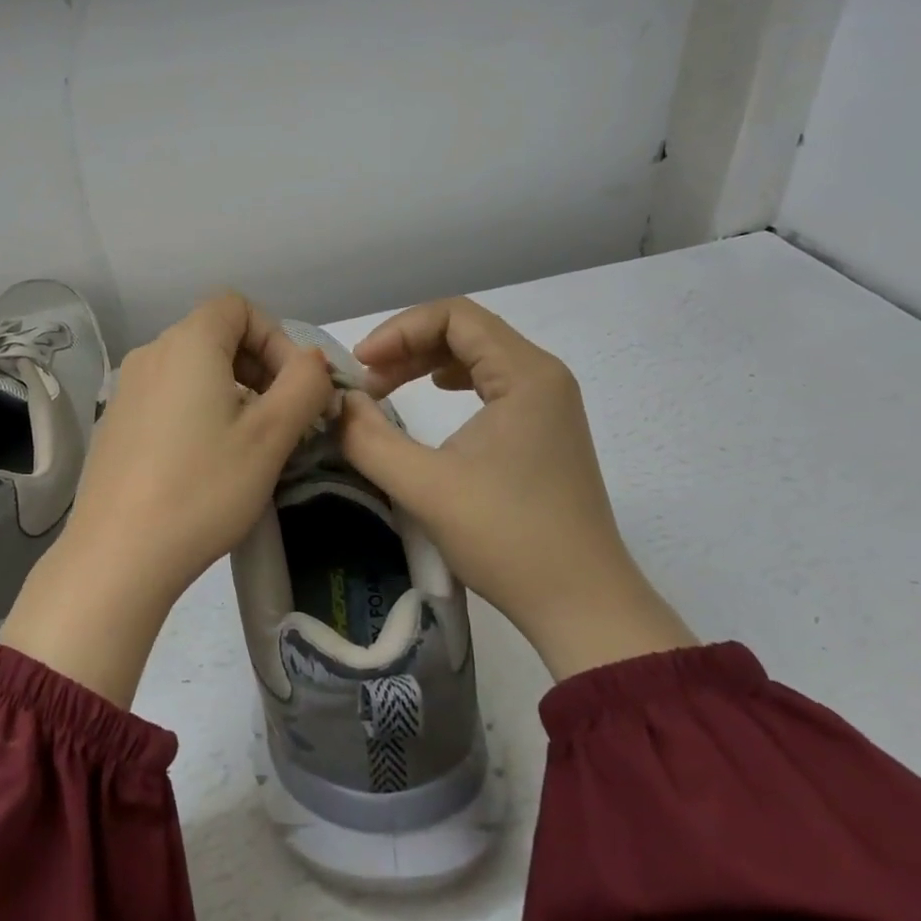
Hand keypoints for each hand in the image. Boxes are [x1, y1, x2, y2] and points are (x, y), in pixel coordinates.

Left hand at [0, 293, 333, 704]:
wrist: (118, 554)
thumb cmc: (203, 488)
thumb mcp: (270, 435)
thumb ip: (304, 384)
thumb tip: (312, 360)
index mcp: (187, 343)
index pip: (238, 306)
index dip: (275, 337)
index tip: (294, 387)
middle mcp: (151, 353)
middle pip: (215, 334)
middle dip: (259, 366)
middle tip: (283, 418)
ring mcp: (127, 388)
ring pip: (193, 368)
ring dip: (232, 390)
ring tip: (251, 443)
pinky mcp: (116, 422)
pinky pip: (168, 395)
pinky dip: (199, 409)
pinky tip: (207, 460)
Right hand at [337, 298, 694, 680]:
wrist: (582, 605)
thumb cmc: (508, 538)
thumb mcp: (424, 486)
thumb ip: (368, 437)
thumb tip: (337, 402)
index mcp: (525, 374)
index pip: (454, 316)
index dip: (399, 330)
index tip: (360, 365)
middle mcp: (542, 376)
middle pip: (466, 329)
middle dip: (407, 346)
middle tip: (366, 382)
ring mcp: (547, 402)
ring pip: (477, 354)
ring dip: (425, 362)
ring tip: (385, 389)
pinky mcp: (543, 427)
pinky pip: (491, 381)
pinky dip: (450, 379)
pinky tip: (432, 394)